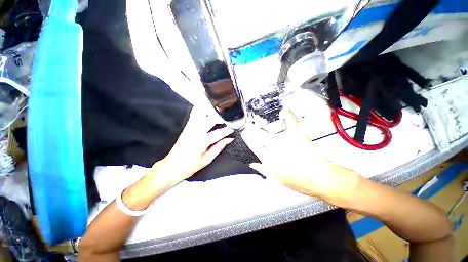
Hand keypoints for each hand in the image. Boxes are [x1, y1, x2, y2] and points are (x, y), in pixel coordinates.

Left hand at [150, 107, 233, 187]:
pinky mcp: (186, 127)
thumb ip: (218, 147)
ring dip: (211, 111)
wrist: (171, 166)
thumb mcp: (207, 160)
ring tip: (220, 110)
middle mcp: (195, 132)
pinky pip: (193, 115)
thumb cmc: (189, 166)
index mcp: (201, 142)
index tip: (235, 127)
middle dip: (221, 117)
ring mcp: (189, 128)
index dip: (227, 130)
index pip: (218, 133)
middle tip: (229, 117)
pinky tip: (205, 107)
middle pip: (210, 119)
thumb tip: (228, 139)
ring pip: (201, 114)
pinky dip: (200, 109)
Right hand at [242, 110, 360, 204]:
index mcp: (270, 161)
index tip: (244, 132)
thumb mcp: (278, 180)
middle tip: (248, 124)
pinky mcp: (299, 136)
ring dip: (263, 124)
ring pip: (272, 131)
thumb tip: (252, 164)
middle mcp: (276, 150)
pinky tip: (285, 109)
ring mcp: (287, 141)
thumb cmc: (300, 182)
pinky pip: (292, 123)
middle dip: (252, 129)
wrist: (322, 179)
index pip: (255, 147)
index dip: (248, 138)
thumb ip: (263, 170)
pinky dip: (289, 115)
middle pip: (261, 137)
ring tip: (258, 120)